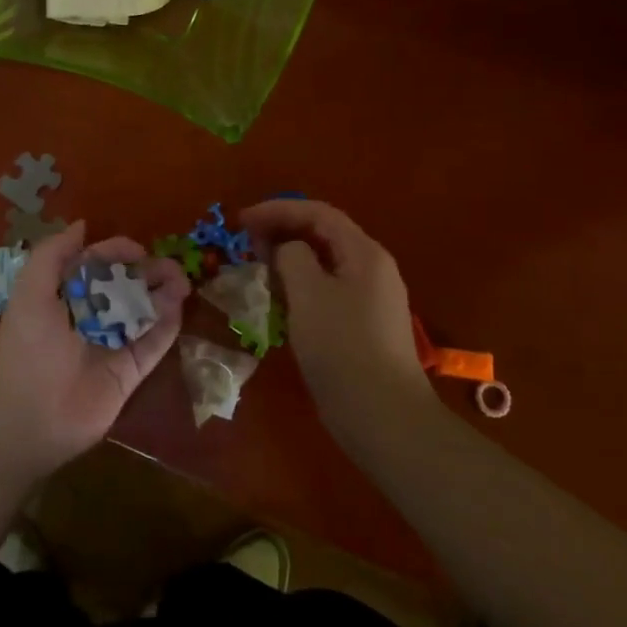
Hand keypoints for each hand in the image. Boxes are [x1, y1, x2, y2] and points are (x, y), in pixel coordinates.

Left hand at [0, 222, 188, 481]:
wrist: (28, 419)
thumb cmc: (27, 348)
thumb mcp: (30, 291)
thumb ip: (52, 254)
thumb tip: (82, 225)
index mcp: (63, 296)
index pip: (96, 265)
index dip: (116, 253)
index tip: (137, 249)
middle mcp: (89, 317)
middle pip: (125, 286)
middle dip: (148, 272)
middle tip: (171, 266)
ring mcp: (111, 345)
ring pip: (144, 312)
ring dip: (164, 294)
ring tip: (182, 281)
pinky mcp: (129, 373)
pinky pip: (153, 344)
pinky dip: (167, 325)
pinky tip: (177, 306)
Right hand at [239, 199, 436, 441]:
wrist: (384, 416)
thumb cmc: (342, 347)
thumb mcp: (308, 293)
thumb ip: (292, 257)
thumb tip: (288, 251)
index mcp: (364, 253)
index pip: (318, 213)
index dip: (278, 210)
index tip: (242, 221)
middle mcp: (372, 269)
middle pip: (324, 235)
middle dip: (283, 231)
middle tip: (246, 242)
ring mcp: (371, 299)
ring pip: (324, 264)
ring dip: (289, 259)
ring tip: (257, 267)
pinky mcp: (363, 326)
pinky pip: (327, 290)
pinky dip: (300, 285)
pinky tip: (280, 300)